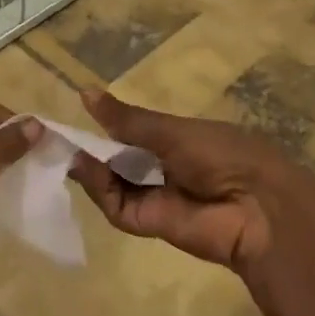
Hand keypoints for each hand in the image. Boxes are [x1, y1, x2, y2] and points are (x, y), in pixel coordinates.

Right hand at [66, 89, 314, 275]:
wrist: (256, 208)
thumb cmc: (222, 154)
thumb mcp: (171, 130)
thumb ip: (126, 119)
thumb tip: (84, 92)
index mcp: (177, 142)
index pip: (132, 134)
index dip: (106, 126)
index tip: (76, 113)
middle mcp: (163, 169)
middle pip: (117, 160)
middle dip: (91, 148)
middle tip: (58, 134)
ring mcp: (154, 197)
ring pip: (111, 182)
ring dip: (90, 166)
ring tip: (68, 147)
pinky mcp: (145, 223)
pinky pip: (115, 204)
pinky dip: (98, 186)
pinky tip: (83, 166)